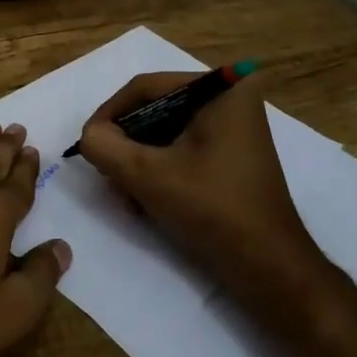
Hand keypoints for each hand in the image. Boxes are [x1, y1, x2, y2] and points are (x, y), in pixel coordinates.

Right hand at [77, 73, 327, 311]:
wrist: (269, 268)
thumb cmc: (212, 210)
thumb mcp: (147, 175)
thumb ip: (105, 147)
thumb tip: (90, 136)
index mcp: (222, 89)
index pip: (146, 88)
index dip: (110, 114)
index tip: (87, 143)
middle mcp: (230, 99)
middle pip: (155, 110)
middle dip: (126, 143)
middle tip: (105, 171)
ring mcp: (233, 129)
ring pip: (165, 133)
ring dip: (138, 161)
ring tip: (124, 193)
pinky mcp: (230, 156)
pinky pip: (181, 150)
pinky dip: (158, 170)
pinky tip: (144, 201)